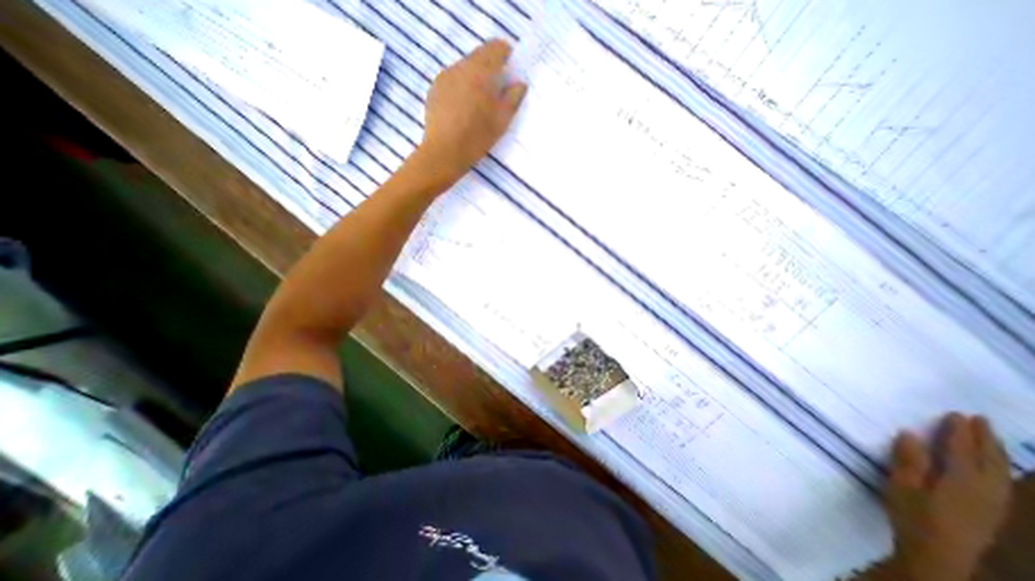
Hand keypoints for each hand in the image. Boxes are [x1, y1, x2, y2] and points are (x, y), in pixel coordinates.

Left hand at [417, 39, 525, 177]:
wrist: (444, 153)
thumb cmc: (476, 138)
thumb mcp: (501, 121)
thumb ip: (513, 98)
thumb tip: (519, 84)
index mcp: (479, 71)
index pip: (496, 47)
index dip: (507, 56)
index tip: (512, 73)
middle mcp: (460, 67)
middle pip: (480, 56)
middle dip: (491, 69)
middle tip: (498, 93)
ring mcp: (444, 77)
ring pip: (465, 68)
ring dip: (475, 79)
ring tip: (479, 104)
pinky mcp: (434, 90)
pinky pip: (453, 80)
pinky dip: (462, 88)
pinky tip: (463, 110)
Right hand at [884, 414, 1017, 580]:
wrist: (938, 556)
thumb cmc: (913, 515)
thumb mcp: (902, 485)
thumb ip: (908, 460)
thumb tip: (911, 433)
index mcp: (960, 481)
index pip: (961, 451)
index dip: (959, 432)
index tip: (956, 414)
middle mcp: (985, 491)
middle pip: (990, 461)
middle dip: (985, 439)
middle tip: (980, 419)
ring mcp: (994, 505)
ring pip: (1002, 474)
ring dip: (997, 453)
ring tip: (991, 437)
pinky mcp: (993, 513)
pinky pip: (1004, 485)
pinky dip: (1001, 469)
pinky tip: (997, 469)